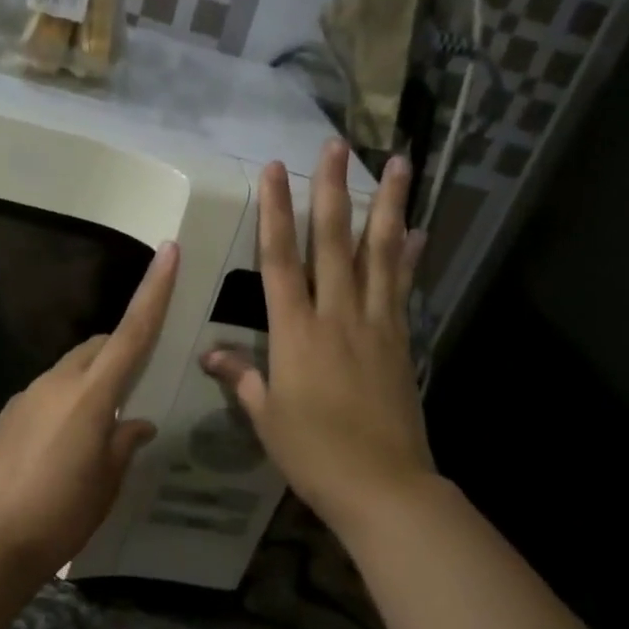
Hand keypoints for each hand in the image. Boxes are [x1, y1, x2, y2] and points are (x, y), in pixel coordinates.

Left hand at [0, 241, 178, 576]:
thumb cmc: (62, 512)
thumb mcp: (106, 482)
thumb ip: (124, 443)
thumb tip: (135, 422)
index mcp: (91, 395)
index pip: (131, 333)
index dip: (154, 292)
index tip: (168, 251)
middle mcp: (56, 384)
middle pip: (97, 347)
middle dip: (120, 350)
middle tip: (137, 382)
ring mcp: (26, 397)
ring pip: (70, 371)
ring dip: (91, 382)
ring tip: (99, 427)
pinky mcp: (7, 416)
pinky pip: (46, 394)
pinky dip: (65, 403)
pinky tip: (64, 445)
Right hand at [203, 140, 432, 541]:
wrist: (381, 484)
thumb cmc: (313, 454)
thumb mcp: (267, 418)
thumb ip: (243, 379)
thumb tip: (210, 356)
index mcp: (295, 334)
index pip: (279, 261)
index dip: (275, 212)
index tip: (274, 170)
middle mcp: (336, 316)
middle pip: (333, 242)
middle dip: (331, 190)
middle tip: (335, 144)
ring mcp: (375, 324)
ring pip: (379, 253)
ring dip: (386, 205)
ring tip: (395, 163)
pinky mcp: (401, 339)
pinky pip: (403, 287)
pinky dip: (409, 255)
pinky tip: (418, 229)